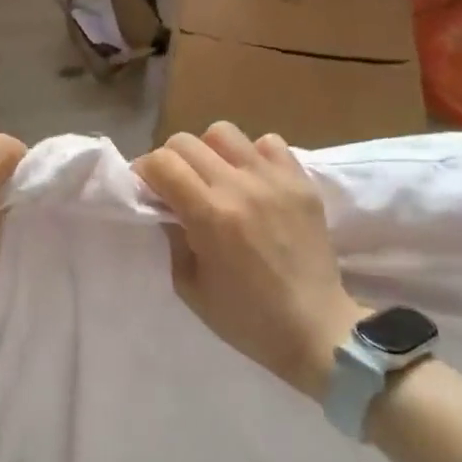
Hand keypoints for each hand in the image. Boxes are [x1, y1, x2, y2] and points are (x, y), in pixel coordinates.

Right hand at [132, 122, 364, 399]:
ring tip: (215, 178)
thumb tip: (162, 204)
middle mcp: (241, 187)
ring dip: (209, 151)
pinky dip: (252, 155)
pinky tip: (252, 182)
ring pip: (223, 132)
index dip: (144, 172)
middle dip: (170, 160)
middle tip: (176, 186)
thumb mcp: (189, 286)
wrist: (316, 329)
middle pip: (186, 141)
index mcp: (210, 216)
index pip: (161, 163)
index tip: (146, 189)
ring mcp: (275, 180)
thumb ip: (170, 236)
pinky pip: (269, 142)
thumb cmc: (246, 318)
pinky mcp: (301, 181)